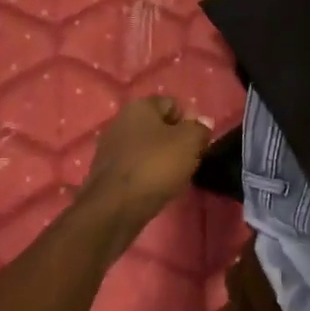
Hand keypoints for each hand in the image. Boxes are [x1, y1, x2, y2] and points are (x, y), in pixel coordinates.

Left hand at [80, 96, 211, 231]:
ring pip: (146, 147)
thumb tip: (203, 121)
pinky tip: (154, 187)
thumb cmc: (156, 166)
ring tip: (173, 177)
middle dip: (175, 141)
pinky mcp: (106, 170)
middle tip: (188, 161)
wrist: (115, 206)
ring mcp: (110, 146)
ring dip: (161, 159)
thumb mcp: (189, 143)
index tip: (197, 143)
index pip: (173, 104)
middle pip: (158, 126)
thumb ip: (199, 128)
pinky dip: (146, 173)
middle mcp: (121, 120)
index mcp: (140, 106)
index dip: (189, 121)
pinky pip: (135, 165)